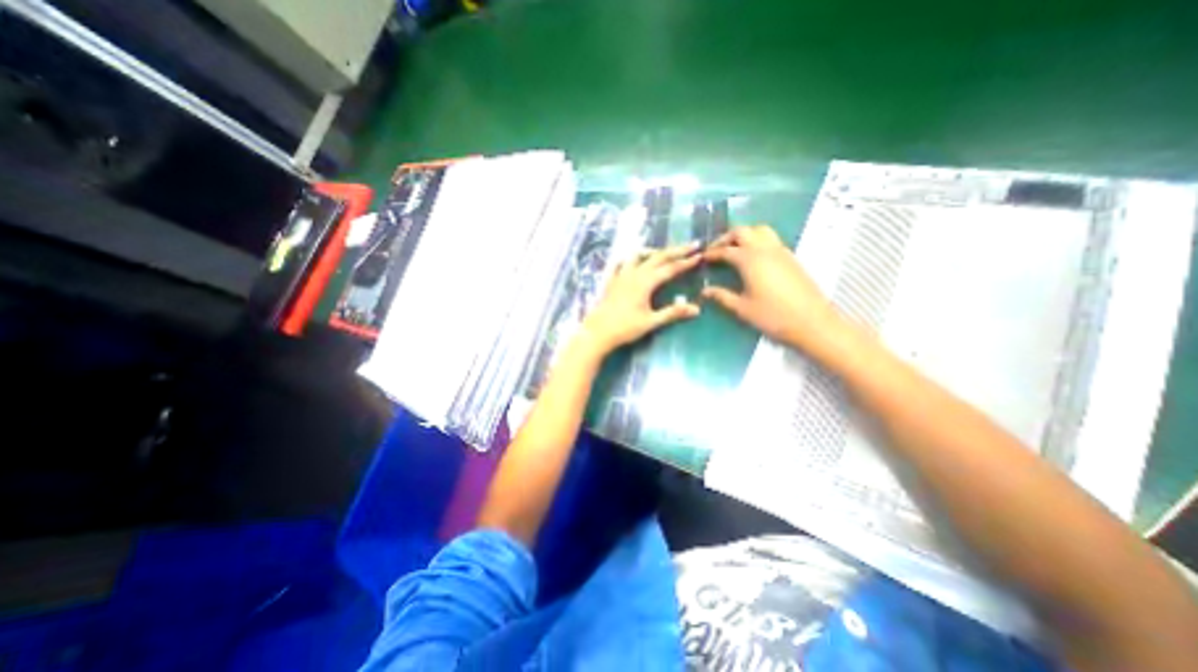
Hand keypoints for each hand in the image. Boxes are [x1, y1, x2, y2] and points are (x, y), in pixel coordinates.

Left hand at [578, 243, 704, 357]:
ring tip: (664, 253)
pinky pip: (622, 262)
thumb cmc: (625, 328)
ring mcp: (621, 275)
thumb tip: (696, 309)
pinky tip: (634, 262)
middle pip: (658, 257)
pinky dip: (632, 258)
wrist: (598, 331)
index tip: (699, 255)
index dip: (686, 262)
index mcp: (646, 282)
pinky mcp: (612, 280)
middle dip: (676, 250)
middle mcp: (634, 273)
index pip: (670, 268)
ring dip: (654, 251)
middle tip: (692, 245)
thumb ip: (673, 313)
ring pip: (639, 255)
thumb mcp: (651, 322)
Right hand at [704, 223, 840, 350]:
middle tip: (716, 251)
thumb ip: (722, 296)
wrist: (812, 323)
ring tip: (734, 250)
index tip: (701, 259)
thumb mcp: (742, 308)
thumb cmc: (773, 316)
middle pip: (742, 231)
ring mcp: (781, 251)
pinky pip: (771, 239)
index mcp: (750, 260)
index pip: (725, 250)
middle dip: (726, 238)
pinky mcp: (791, 258)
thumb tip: (705, 291)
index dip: (711, 253)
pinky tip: (753, 258)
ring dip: (744, 235)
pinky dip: (757, 241)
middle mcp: (765, 249)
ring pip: (759, 230)